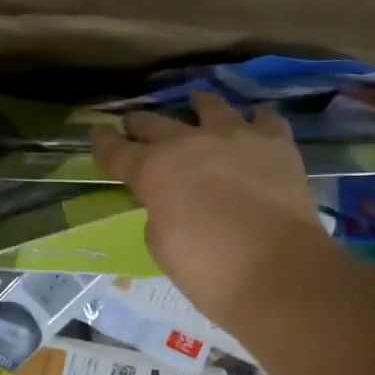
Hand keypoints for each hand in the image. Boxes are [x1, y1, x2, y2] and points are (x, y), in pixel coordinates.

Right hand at [91, 92, 325, 330]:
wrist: (277, 270)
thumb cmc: (208, 269)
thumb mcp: (161, 246)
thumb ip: (158, 216)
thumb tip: (169, 204)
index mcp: (153, 171)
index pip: (116, 151)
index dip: (103, 142)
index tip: (97, 134)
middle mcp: (188, 143)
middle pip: (155, 123)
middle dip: (140, 124)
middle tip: (135, 125)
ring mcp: (235, 137)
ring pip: (211, 106)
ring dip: (197, 105)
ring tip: (196, 104)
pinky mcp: (276, 143)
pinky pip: (264, 120)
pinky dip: (254, 123)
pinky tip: (254, 128)